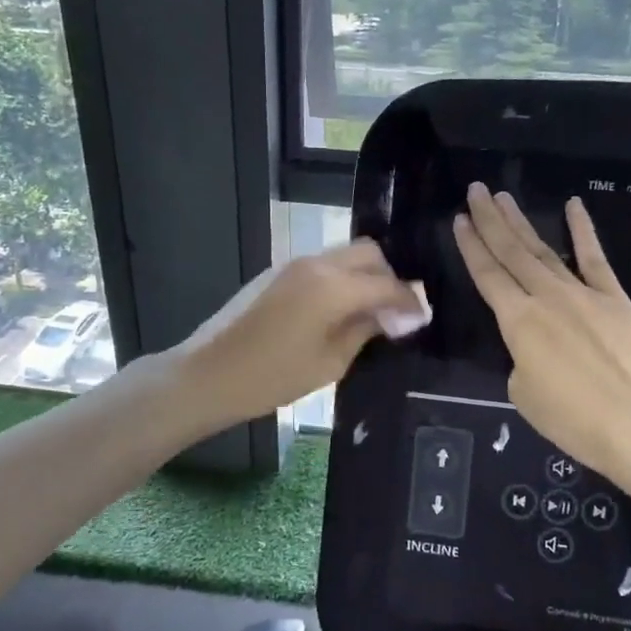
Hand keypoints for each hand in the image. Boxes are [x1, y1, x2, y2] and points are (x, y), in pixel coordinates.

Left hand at [175, 239, 424, 431]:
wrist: (207, 374)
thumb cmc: (271, 377)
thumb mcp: (329, 363)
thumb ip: (366, 331)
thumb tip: (395, 317)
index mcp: (332, 287)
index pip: (387, 283)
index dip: (409, 300)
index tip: (422, 318)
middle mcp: (316, 264)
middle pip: (369, 253)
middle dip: (390, 277)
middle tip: (396, 312)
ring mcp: (294, 264)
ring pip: (345, 255)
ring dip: (364, 275)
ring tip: (371, 311)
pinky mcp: (278, 272)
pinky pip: (324, 264)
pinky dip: (342, 278)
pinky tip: (341, 308)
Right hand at [453, 183, 630, 489]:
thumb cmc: (575, 420)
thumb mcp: (525, 395)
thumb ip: (521, 361)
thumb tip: (534, 349)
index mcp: (518, 322)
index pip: (487, 275)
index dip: (471, 246)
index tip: (459, 220)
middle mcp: (547, 298)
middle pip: (512, 253)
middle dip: (491, 221)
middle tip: (476, 191)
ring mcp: (584, 294)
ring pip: (545, 250)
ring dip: (522, 222)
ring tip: (504, 197)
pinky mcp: (615, 299)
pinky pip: (595, 259)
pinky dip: (584, 231)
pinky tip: (574, 206)